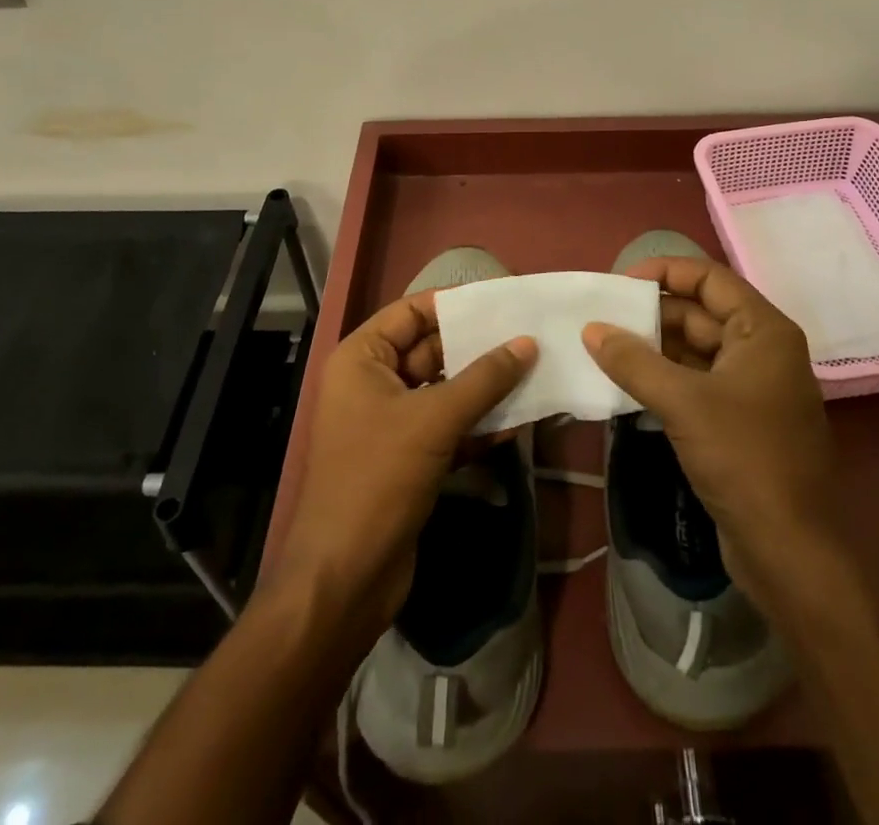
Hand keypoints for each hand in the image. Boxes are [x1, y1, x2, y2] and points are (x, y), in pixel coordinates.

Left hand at [277, 292, 534, 635]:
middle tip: (529, 335)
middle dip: (478, 347)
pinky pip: (449, 428)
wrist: (343, 580)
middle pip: (431, 351)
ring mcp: (390, 424)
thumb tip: (527, 343)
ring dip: (485, 388)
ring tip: (534, 371)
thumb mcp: (434, 421)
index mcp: (361, 360)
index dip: (455, 303)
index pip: (411, 313)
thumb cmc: (378, 479)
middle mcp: (372, 384)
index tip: (502, 298)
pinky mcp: (408, 460)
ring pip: (445, 391)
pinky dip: (478, 424)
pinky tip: (519, 421)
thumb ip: (484, 379)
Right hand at [584, 257, 841, 606]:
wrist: (790, 551)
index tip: (618, 283)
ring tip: (604, 348)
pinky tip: (627, 384)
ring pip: (696, 350)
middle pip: (701, 313)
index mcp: (763, 331)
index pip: (709, 279)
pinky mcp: (739, 421)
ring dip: (654, 348)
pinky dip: (664, 378)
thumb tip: (592, 329)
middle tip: (601, 318)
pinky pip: (696, 383)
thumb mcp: (684, 403)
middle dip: (652, 314)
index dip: (664, 272)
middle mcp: (762, 350)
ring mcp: (752, 388)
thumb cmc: (745, 459)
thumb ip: (634, 361)